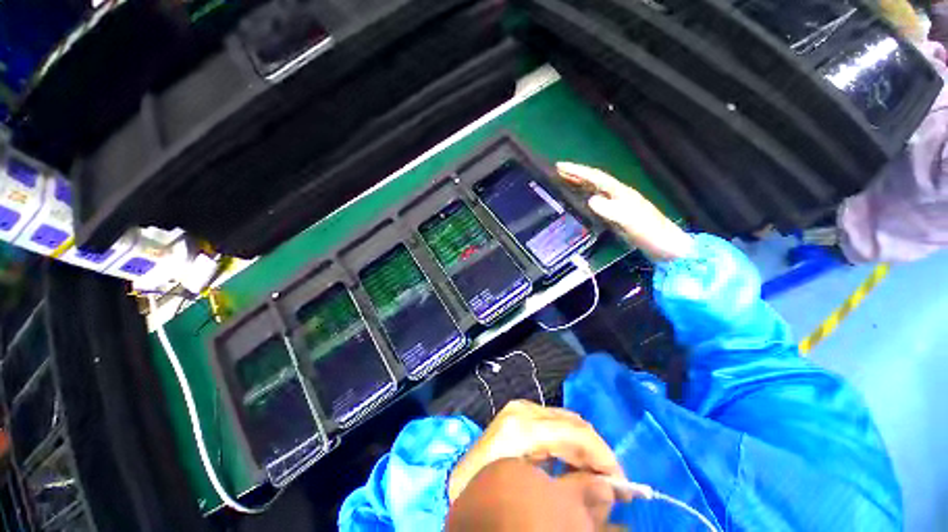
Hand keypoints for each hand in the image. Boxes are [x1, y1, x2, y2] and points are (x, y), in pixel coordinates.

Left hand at [448, 400, 623, 501]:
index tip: (623, 485)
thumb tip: (610, 489)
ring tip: (594, 480)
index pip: (576, 433)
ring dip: (584, 450)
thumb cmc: (488, 490)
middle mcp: (524, 410)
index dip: (604, 457)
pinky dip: (569, 445)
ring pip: (566, 423)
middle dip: (596, 453)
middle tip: (612, 486)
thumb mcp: (533, 493)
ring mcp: (520, 409)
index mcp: (524, 427)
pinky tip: (573, 467)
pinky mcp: (519, 415)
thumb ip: (573, 491)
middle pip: (573, 424)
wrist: (454, 481)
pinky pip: (554, 425)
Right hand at [556, 162, 693, 261]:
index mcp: (621, 193)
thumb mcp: (631, 222)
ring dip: (580, 183)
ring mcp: (619, 204)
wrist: (667, 247)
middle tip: (558, 170)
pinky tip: (581, 198)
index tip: (561, 166)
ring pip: (595, 188)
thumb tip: (591, 199)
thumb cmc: (651, 234)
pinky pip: (597, 200)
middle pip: (595, 180)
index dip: (578, 171)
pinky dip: (586, 195)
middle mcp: (619, 195)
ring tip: (564, 180)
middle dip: (576, 174)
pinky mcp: (617, 214)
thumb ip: (612, 210)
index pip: (596, 177)